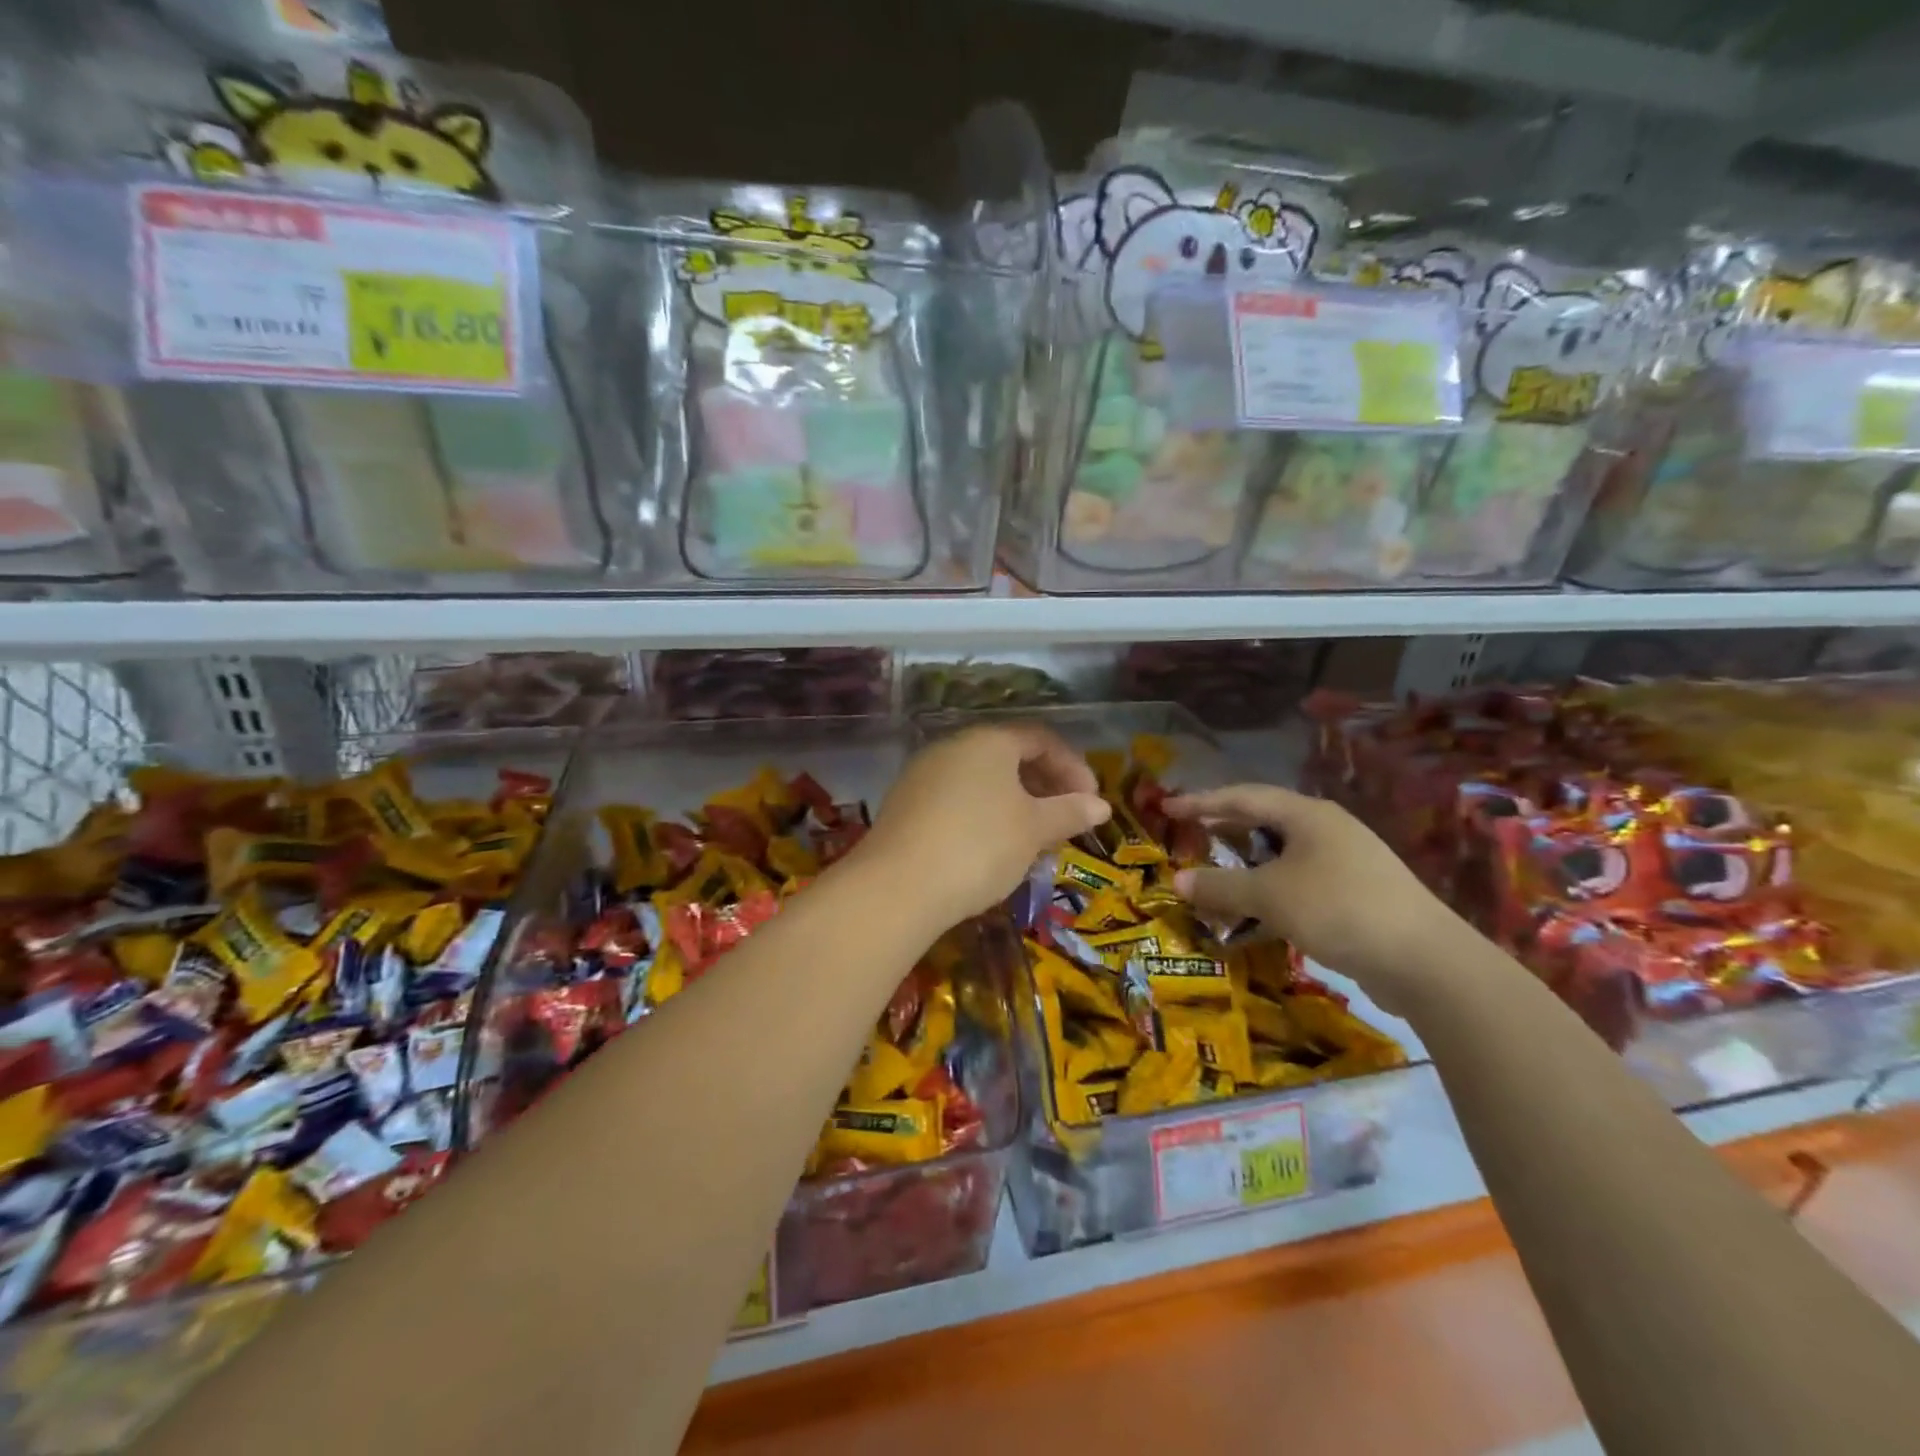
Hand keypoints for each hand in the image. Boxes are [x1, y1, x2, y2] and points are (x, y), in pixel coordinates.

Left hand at [855, 724, 1110, 931]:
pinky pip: (956, 799)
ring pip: (981, 780)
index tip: (1091, 802)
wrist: (898, 886)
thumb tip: (1100, 806)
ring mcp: (922, 774)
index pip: (1040, 739)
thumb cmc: (980, 847)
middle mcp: (952, 747)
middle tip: (1065, 821)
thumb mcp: (1034, 830)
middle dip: (1044, 786)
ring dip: (1014, 804)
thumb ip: (1069, 812)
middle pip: (1008, 756)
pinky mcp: (904, 804)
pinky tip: (990, 850)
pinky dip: (983, 815)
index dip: (1072, 767)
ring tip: (1033, 840)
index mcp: (988, 741)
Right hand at [1165, 783, 1466, 1011]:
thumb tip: (1178, 880)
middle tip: (1191, 834)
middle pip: (1266, 820)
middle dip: (1226, 828)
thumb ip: (1220, 885)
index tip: (1168, 808)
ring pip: (1284, 853)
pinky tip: (1261, 909)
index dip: (1202, 802)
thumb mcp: (1269, 895)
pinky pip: (1301, 880)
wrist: (1425, 960)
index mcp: (1308, 815)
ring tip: (1220, 872)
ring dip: (1248, 863)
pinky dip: (1272, 888)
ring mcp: (1349, 860)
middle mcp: (1329, 829)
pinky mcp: (1359, 893)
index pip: (1243, 797)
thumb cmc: (1338, 908)